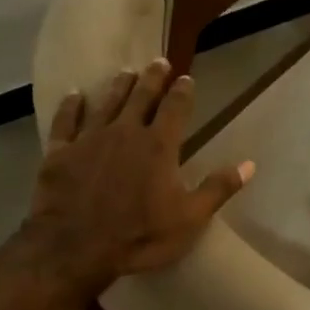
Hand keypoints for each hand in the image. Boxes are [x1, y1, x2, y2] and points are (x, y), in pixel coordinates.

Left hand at [24, 57, 253, 294]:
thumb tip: (250, 164)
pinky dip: (71, 107)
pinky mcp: (60, 152)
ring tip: (126, 72)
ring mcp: (89, 139)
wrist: (75, 248)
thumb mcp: (190, 219)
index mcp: (159, 146)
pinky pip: (66, 122)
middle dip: (152, 78)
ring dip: (118, 86)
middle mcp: (125, 132)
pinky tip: (74, 96)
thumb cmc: (140, 236)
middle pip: (141, 97)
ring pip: (107, 103)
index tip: (186, 77)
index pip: (175, 108)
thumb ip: (218, 188)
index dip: (182, 91)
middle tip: (158, 61)